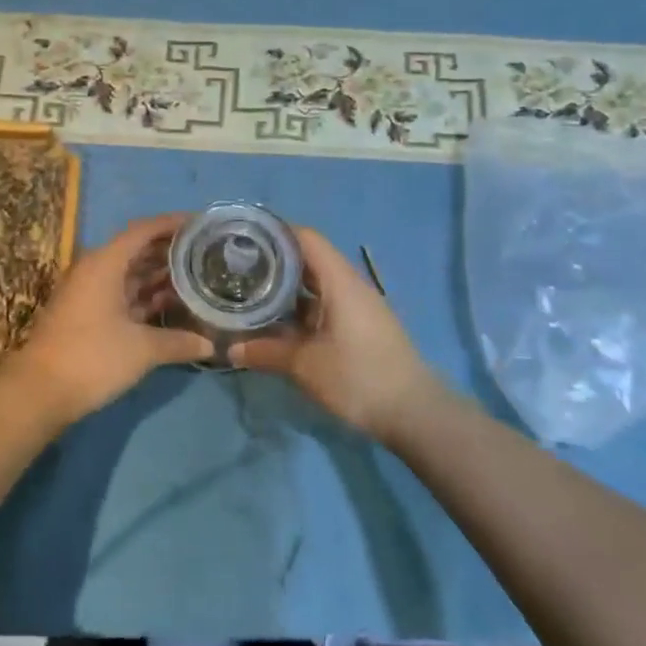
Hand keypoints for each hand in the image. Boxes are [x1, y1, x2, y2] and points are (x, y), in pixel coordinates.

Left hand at [10, 213, 213, 423]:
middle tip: (205, 254)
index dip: (172, 224)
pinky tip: (169, 306)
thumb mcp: (142, 349)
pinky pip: (121, 294)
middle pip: (136, 250)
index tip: (201, 224)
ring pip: (129, 274)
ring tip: (195, 278)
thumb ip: (178, 342)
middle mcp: (95, 270)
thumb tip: (211, 344)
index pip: (143, 230)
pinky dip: (144, 296)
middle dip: (169, 251)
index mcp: (105, 263)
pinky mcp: (86, 314)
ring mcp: (88, 293)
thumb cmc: (92, 358)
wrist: (39, 392)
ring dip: (158, 276)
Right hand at [231, 228, 440, 440]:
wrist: (414, 413)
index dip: (275, 232)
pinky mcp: (361, 327)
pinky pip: (325, 305)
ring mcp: (358, 307)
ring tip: (251, 293)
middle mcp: (350, 286)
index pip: (306, 238)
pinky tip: (279, 323)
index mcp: (340, 281)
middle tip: (239, 268)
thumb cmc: (358, 378)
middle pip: (309, 259)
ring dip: (287, 288)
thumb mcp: (305, 365)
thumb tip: (230, 349)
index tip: (244, 238)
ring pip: (317, 285)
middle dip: (274, 261)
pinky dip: (301, 308)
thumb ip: (266, 352)